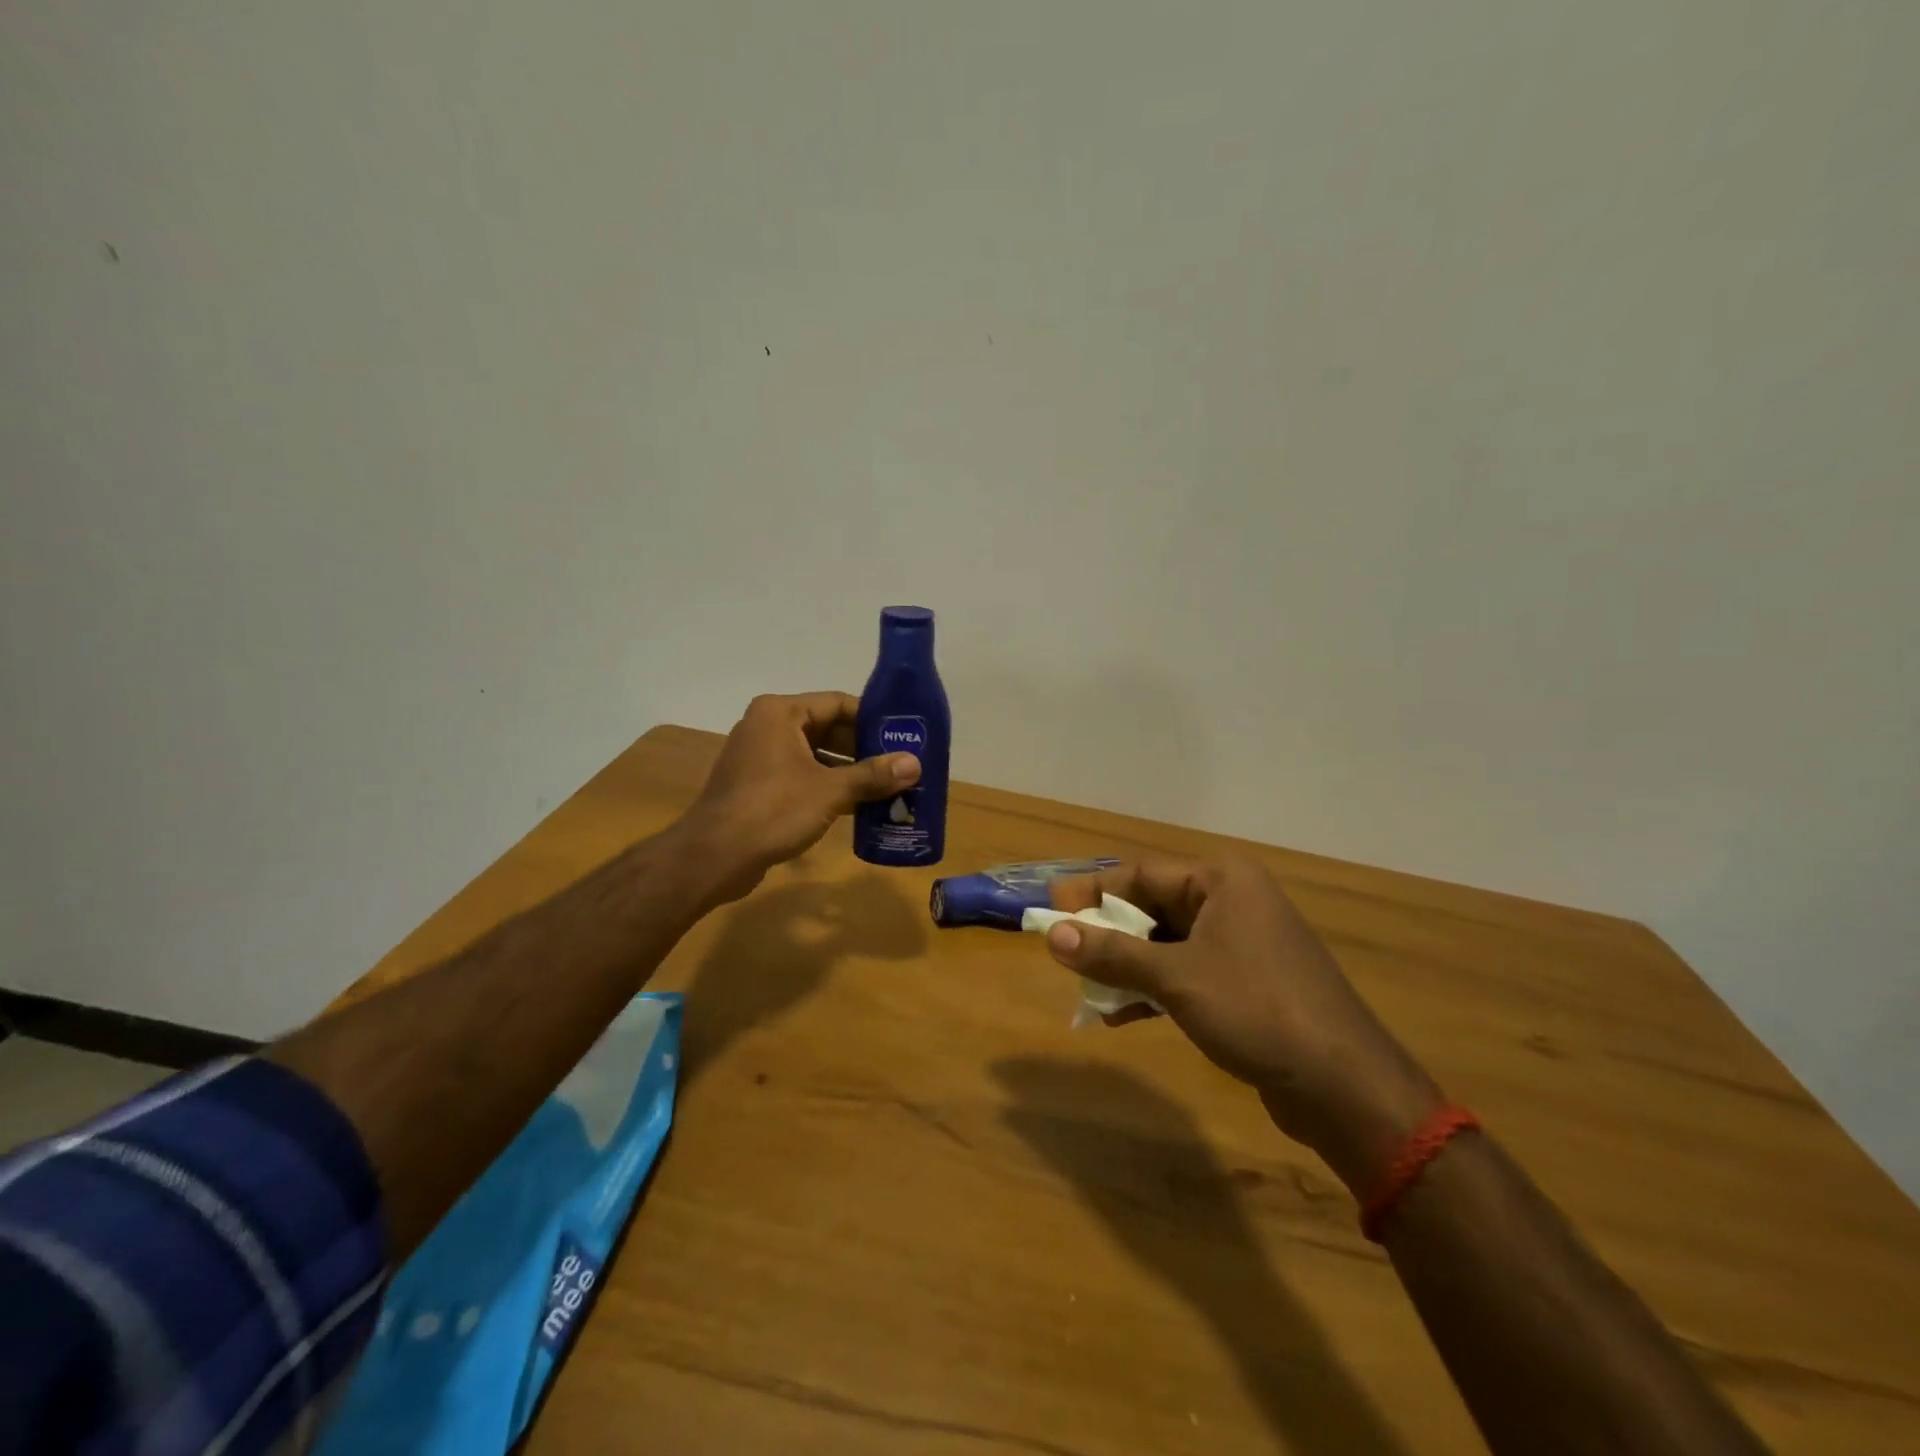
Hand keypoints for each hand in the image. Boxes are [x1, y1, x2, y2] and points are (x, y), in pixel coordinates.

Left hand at [672, 692, 918, 905]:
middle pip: (828, 728)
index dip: (874, 719)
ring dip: (850, 771)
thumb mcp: (830, 791)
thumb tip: (915, 764)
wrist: (714, 857)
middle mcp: (768, 726)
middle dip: (865, 749)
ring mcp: (760, 757)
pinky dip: (829, 787)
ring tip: (889, 786)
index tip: (905, 735)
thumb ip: (873, 775)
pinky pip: (802, 776)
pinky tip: (860, 806)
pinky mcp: (758, 785)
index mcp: (781, 713)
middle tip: (902, 764)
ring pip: (816, 755)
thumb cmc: (772, 810)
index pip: (838, 703)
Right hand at [1045, 856, 1442, 1192]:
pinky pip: (1186, 971)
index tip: (1049, 910)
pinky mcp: (1247, 982)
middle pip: (1153, 906)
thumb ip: (1113, 954)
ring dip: (1126, 964)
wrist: (1345, 1087)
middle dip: (1107, 931)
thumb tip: (1053, 935)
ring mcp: (1243, 943)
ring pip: (1167, 942)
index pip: (1140, 874)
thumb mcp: (1176, 980)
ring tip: (1084, 986)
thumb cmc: (1257, 1011)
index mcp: (1222, 881)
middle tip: (1061, 948)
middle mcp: (1233, 900)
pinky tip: (1119, 1014)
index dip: (1091, 892)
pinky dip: (1153, 987)